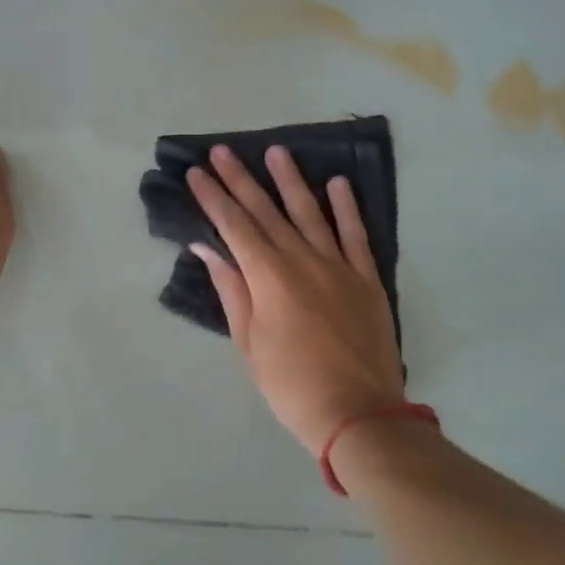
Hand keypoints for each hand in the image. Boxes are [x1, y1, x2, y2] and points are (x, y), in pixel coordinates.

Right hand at [188, 144, 403, 456]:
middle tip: (222, 150)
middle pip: (266, 211)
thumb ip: (231, 289)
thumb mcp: (248, 342)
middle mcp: (302, 260)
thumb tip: (208, 248)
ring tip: (276, 151)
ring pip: (310, 212)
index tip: (197, 172)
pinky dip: (346, 208)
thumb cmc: (290, 384)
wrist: (358, 414)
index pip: (234, 226)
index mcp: (268, 277)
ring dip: (290, 180)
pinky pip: (356, 235)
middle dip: (240, 179)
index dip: (213, 197)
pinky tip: (337, 183)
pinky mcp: (367, 278)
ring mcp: (338, 266)